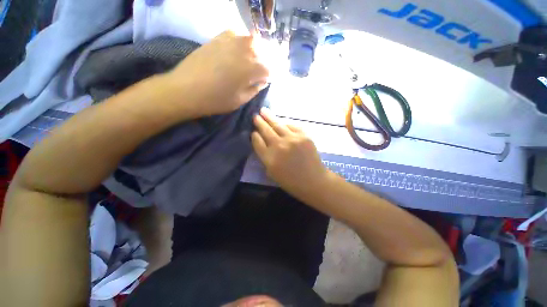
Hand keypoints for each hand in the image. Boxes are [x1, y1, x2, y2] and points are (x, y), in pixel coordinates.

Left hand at [166, 31, 268, 116]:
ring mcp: (231, 40)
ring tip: (252, 60)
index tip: (268, 80)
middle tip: (262, 71)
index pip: (269, 69)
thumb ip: (255, 88)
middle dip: (265, 61)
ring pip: (252, 40)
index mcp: (252, 68)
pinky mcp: (218, 37)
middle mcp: (245, 50)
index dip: (270, 76)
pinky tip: (238, 50)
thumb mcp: (241, 100)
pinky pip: (236, 34)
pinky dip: (241, 41)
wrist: (186, 89)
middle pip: (264, 51)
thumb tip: (263, 81)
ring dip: (256, 50)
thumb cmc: (217, 99)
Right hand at [252, 109, 328, 197]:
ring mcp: (292, 139)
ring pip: (278, 124)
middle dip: (259, 122)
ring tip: (263, 111)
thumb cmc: (291, 181)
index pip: (257, 142)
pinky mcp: (304, 136)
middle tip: (255, 116)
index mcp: (269, 158)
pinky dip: (285, 123)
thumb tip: (262, 142)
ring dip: (269, 117)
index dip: (255, 135)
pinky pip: (292, 125)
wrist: (313, 181)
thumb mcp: (272, 173)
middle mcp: (279, 146)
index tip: (254, 132)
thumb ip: (265, 157)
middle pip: (266, 130)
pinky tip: (281, 121)